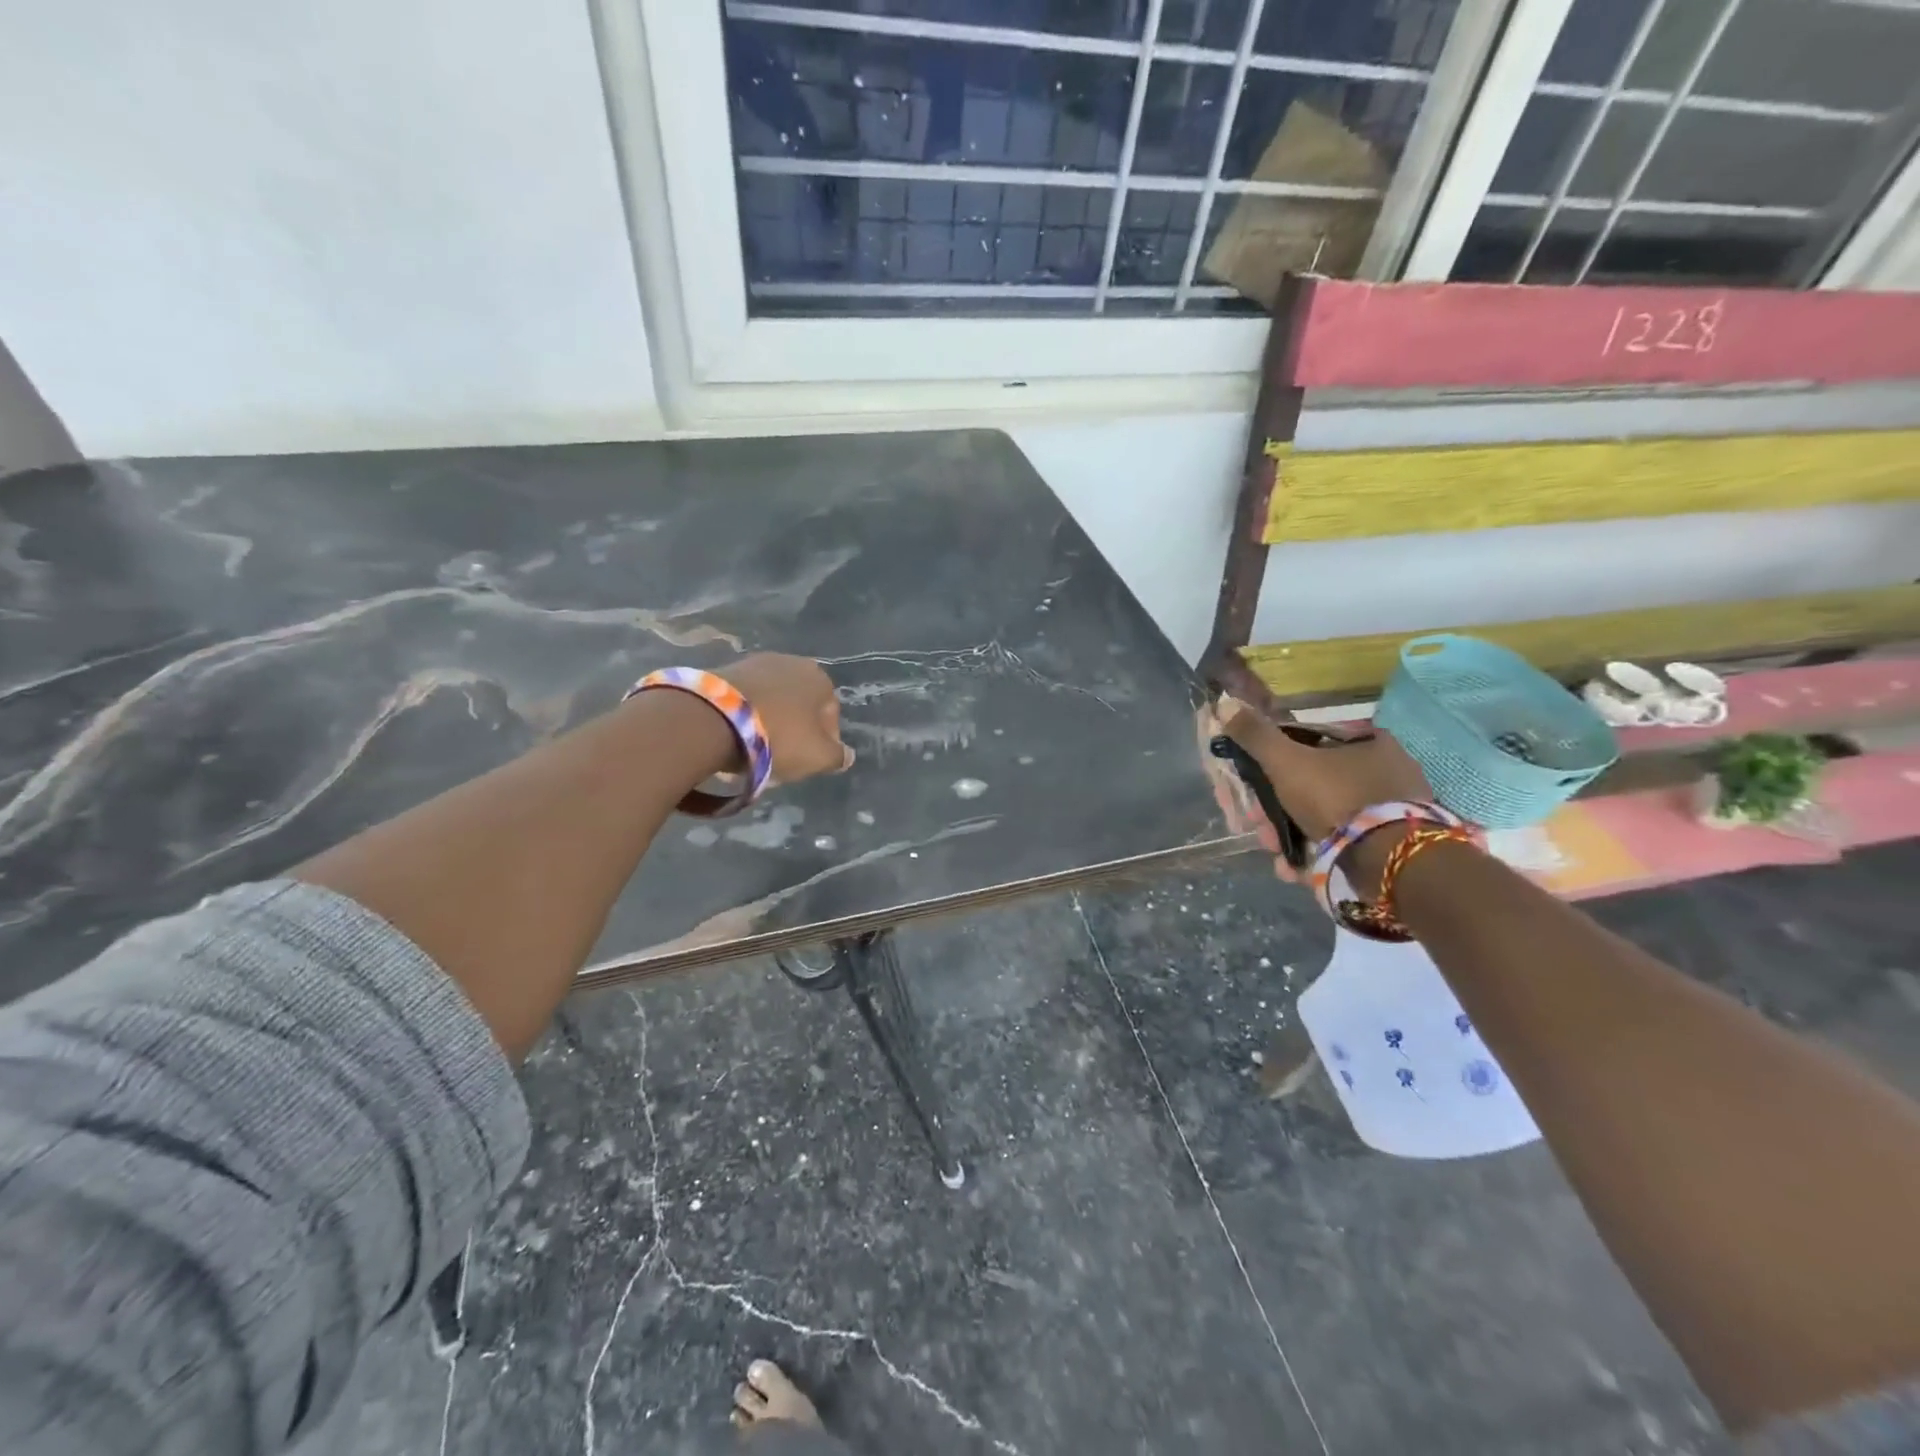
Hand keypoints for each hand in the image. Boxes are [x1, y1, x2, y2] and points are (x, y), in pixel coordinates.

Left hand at [723, 654, 854, 783]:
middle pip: (800, 705)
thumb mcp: (818, 756)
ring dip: (769, 722)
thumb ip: (837, 756)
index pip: (831, 714)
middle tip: (785, 757)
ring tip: (757, 750)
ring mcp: (755, 663)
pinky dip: (746, 716)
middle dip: (796, 729)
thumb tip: (846, 755)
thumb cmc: (778, 736)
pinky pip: (745, 699)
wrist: (713, 719)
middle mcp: (791, 662)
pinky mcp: (724, 670)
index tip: (811, 762)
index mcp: (820, 678)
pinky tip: (736, 737)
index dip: (825, 742)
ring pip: (772, 701)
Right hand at [1216, 694, 1431, 893]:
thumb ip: (1255, 736)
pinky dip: (1317, 853)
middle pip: (1312, 785)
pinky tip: (1296, 869)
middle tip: (1259, 829)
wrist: (1389, 859)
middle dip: (1276, 810)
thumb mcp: (1286, 762)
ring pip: (1324, 817)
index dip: (1272, 767)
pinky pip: (1344, 842)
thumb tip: (1224, 704)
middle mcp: (1386, 770)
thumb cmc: (1336, 798)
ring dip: (1291, 835)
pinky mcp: (1393, 844)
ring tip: (1278, 857)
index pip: (1307, 745)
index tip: (1251, 791)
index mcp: (1368, 741)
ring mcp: (1391, 809)